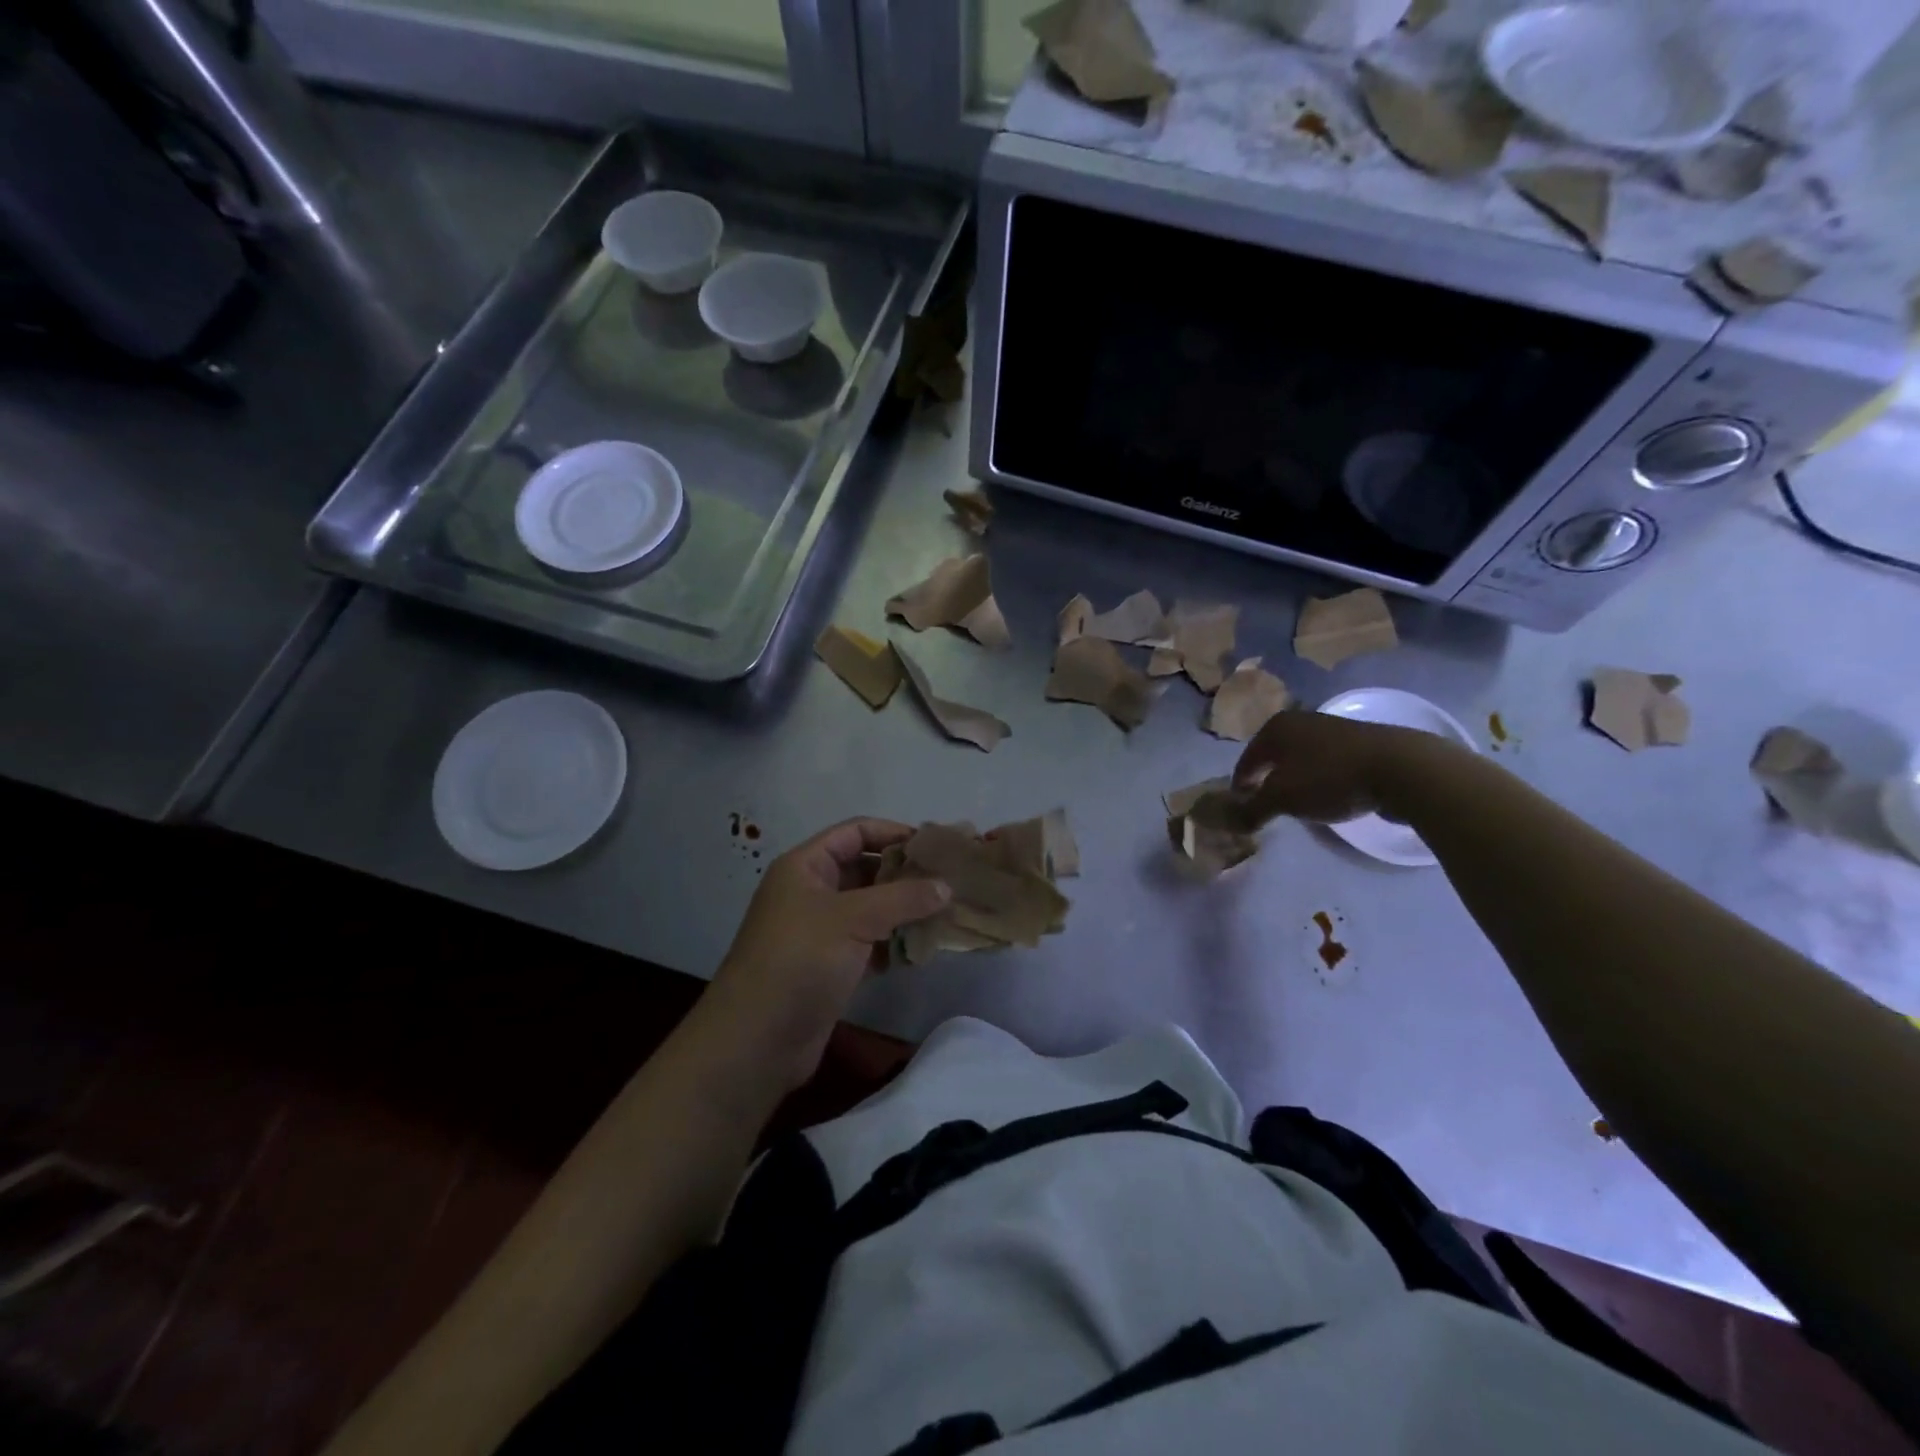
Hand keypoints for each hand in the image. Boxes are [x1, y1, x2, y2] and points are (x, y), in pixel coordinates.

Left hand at [701, 819, 949, 1095]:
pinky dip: (893, 943)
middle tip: (949, 882)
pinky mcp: (830, 965)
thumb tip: (946, 886)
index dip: (894, 833)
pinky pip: (869, 942)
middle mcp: (812, 892)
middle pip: (865, 868)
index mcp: (806, 867)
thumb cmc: (799, 961)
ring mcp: (820, 931)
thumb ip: (903, 898)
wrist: (755, 1041)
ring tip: (944, 915)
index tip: (935, 846)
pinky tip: (920, 951)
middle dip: (905, 874)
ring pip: (870, 908)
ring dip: (903, 910)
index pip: (855, 832)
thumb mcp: (853, 919)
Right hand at [1232, 710, 1437, 824]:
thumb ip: (1253, 810)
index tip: (1240, 809)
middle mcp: (1300, 720)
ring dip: (1295, 779)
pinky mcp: (1360, 741)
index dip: (1241, 786)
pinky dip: (1321, 778)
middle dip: (1267, 781)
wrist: (1400, 767)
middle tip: (1267, 806)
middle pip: (1273, 757)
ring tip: (1299, 803)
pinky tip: (1329, 795)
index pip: (1246, 761)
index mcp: (1275, 728)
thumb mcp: (1282, 798)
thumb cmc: (1329, 778)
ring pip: (1301, 758)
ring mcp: (1332, 728)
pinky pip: (1327, 762)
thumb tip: (1233, 822)